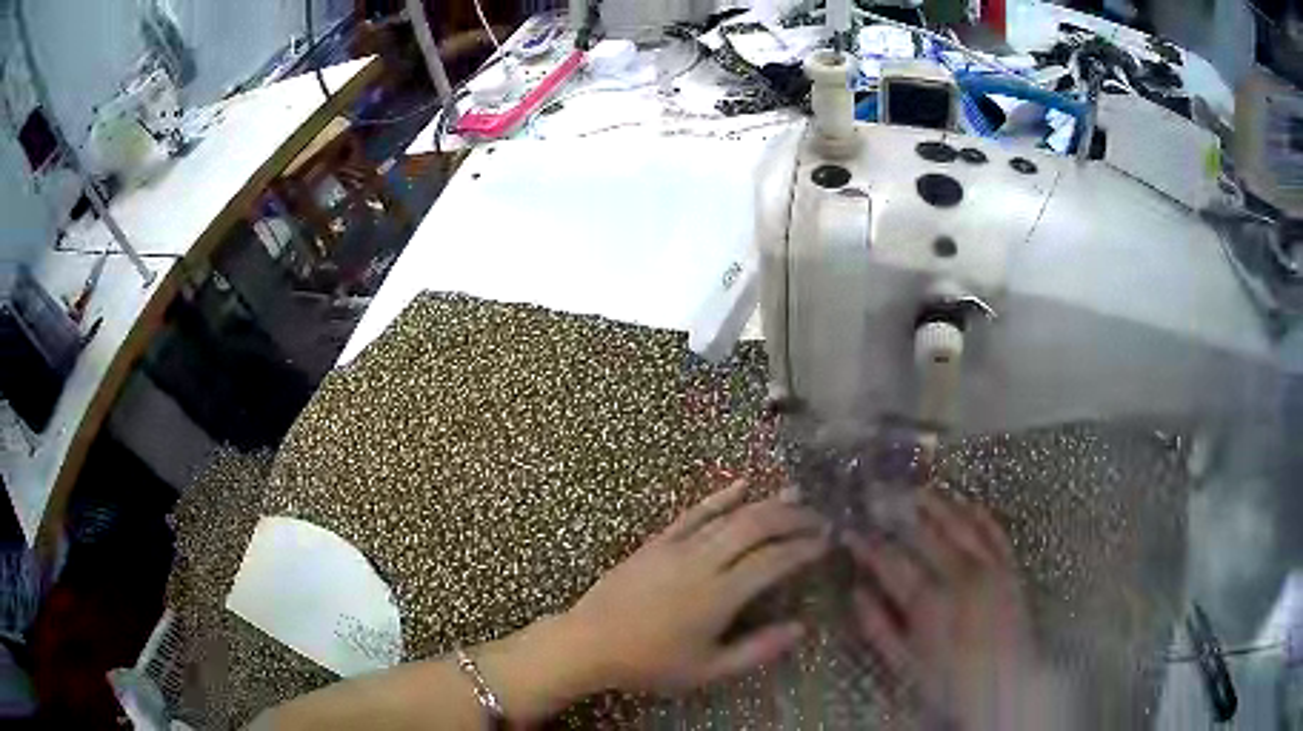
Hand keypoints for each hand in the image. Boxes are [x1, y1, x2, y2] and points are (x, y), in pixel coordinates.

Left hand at [560, 480, 828, 692]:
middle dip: (792, 518)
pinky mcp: (657, 542)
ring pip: (730, 515)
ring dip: (765, 503)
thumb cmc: (651, 664)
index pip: (773, 561)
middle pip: (756, 527)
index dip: (803, 549)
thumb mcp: (708, 671)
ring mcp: (677, 547)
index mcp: (719, 596)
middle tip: (818, 517)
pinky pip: (693, 513)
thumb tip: (801, 628)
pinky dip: (720, 498)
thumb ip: (758, 650)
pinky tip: (741, 486)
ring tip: (794, 496)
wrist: (589, 643)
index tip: (826, 543)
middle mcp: (703, 562)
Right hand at [845, 490, 1040, 730]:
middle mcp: (960, 574)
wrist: (1005, 688)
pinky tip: (965, 502)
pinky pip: (993, 530)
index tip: (851, 532)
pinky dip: (978, 513)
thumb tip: (857, 592)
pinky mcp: (1009, 566)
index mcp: (929, 601)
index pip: (891, 561)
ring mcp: (988, 566)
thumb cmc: (949, 683)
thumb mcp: (903, 665)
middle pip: (924, 533)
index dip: (868, 545)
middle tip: (880, 498)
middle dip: (898, 514)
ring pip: (959, 523)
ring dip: (937, 504)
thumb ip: (878, 627)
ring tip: (918, 490)